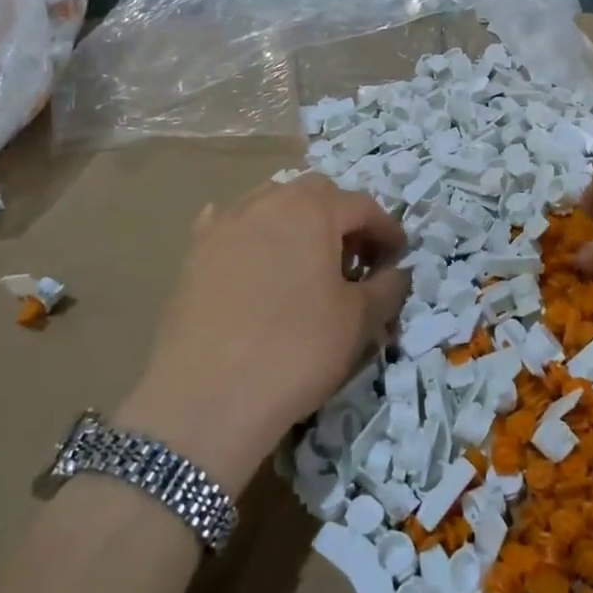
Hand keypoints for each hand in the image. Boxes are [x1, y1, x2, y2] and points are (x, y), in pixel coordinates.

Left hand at [112, 174, 409, 494]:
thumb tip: (397, 272)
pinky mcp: (194, 252)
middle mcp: (267, 202)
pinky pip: (228, 225)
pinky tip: (251, 257)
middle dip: (341, 218)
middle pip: (315, 193)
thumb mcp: (359, 321)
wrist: (206, 399)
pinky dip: (250, 233)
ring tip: (304, 262)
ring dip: (296, 221)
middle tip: (353, 260)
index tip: (398, 258)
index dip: (387, 230)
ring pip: (270, 202)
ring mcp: (225, 224)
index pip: (363, 205)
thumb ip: (387, 287)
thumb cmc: (296, 351)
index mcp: (312, 210)